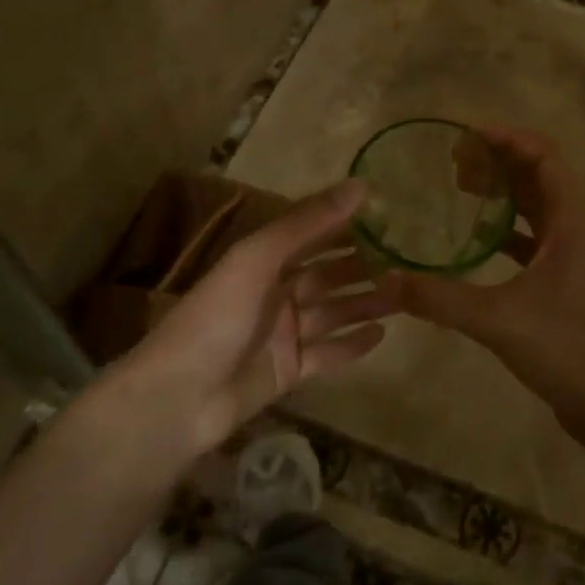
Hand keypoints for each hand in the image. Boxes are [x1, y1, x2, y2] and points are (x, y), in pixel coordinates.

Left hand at [83, 181, 400, 462]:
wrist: (177, 398)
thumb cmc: (217, 316)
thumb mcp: (259, 258)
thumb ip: (308, 223)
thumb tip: (359, 185)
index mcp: (262, 262)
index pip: (311, 235)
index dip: (345, 225)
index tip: (386, 215)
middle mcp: (274, 293)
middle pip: (327, 276)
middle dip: (363, 267)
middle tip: (407, 260)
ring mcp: (282, 334)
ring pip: (334, 313)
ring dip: (366, 303)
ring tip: (406, 295)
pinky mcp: (288, 371)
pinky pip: (328, 354)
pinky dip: (353, 345)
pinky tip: (383, 335)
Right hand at [398, 127, 584, 433]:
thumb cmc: (567, 347)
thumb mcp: (499, 320)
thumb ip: (441, 299)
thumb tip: (386, 281)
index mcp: (572, 220)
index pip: (544, 155)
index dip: (507, 138)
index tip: (465, 137)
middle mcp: (576, 226)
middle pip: (538, 175)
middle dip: (498, 161)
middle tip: (452, 164)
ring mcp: (573, 253)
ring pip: (536, 205)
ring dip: (503, 191)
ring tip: (459, 188)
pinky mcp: (565, 277)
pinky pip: (533, 236)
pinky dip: (506, 227)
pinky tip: (476, 237)